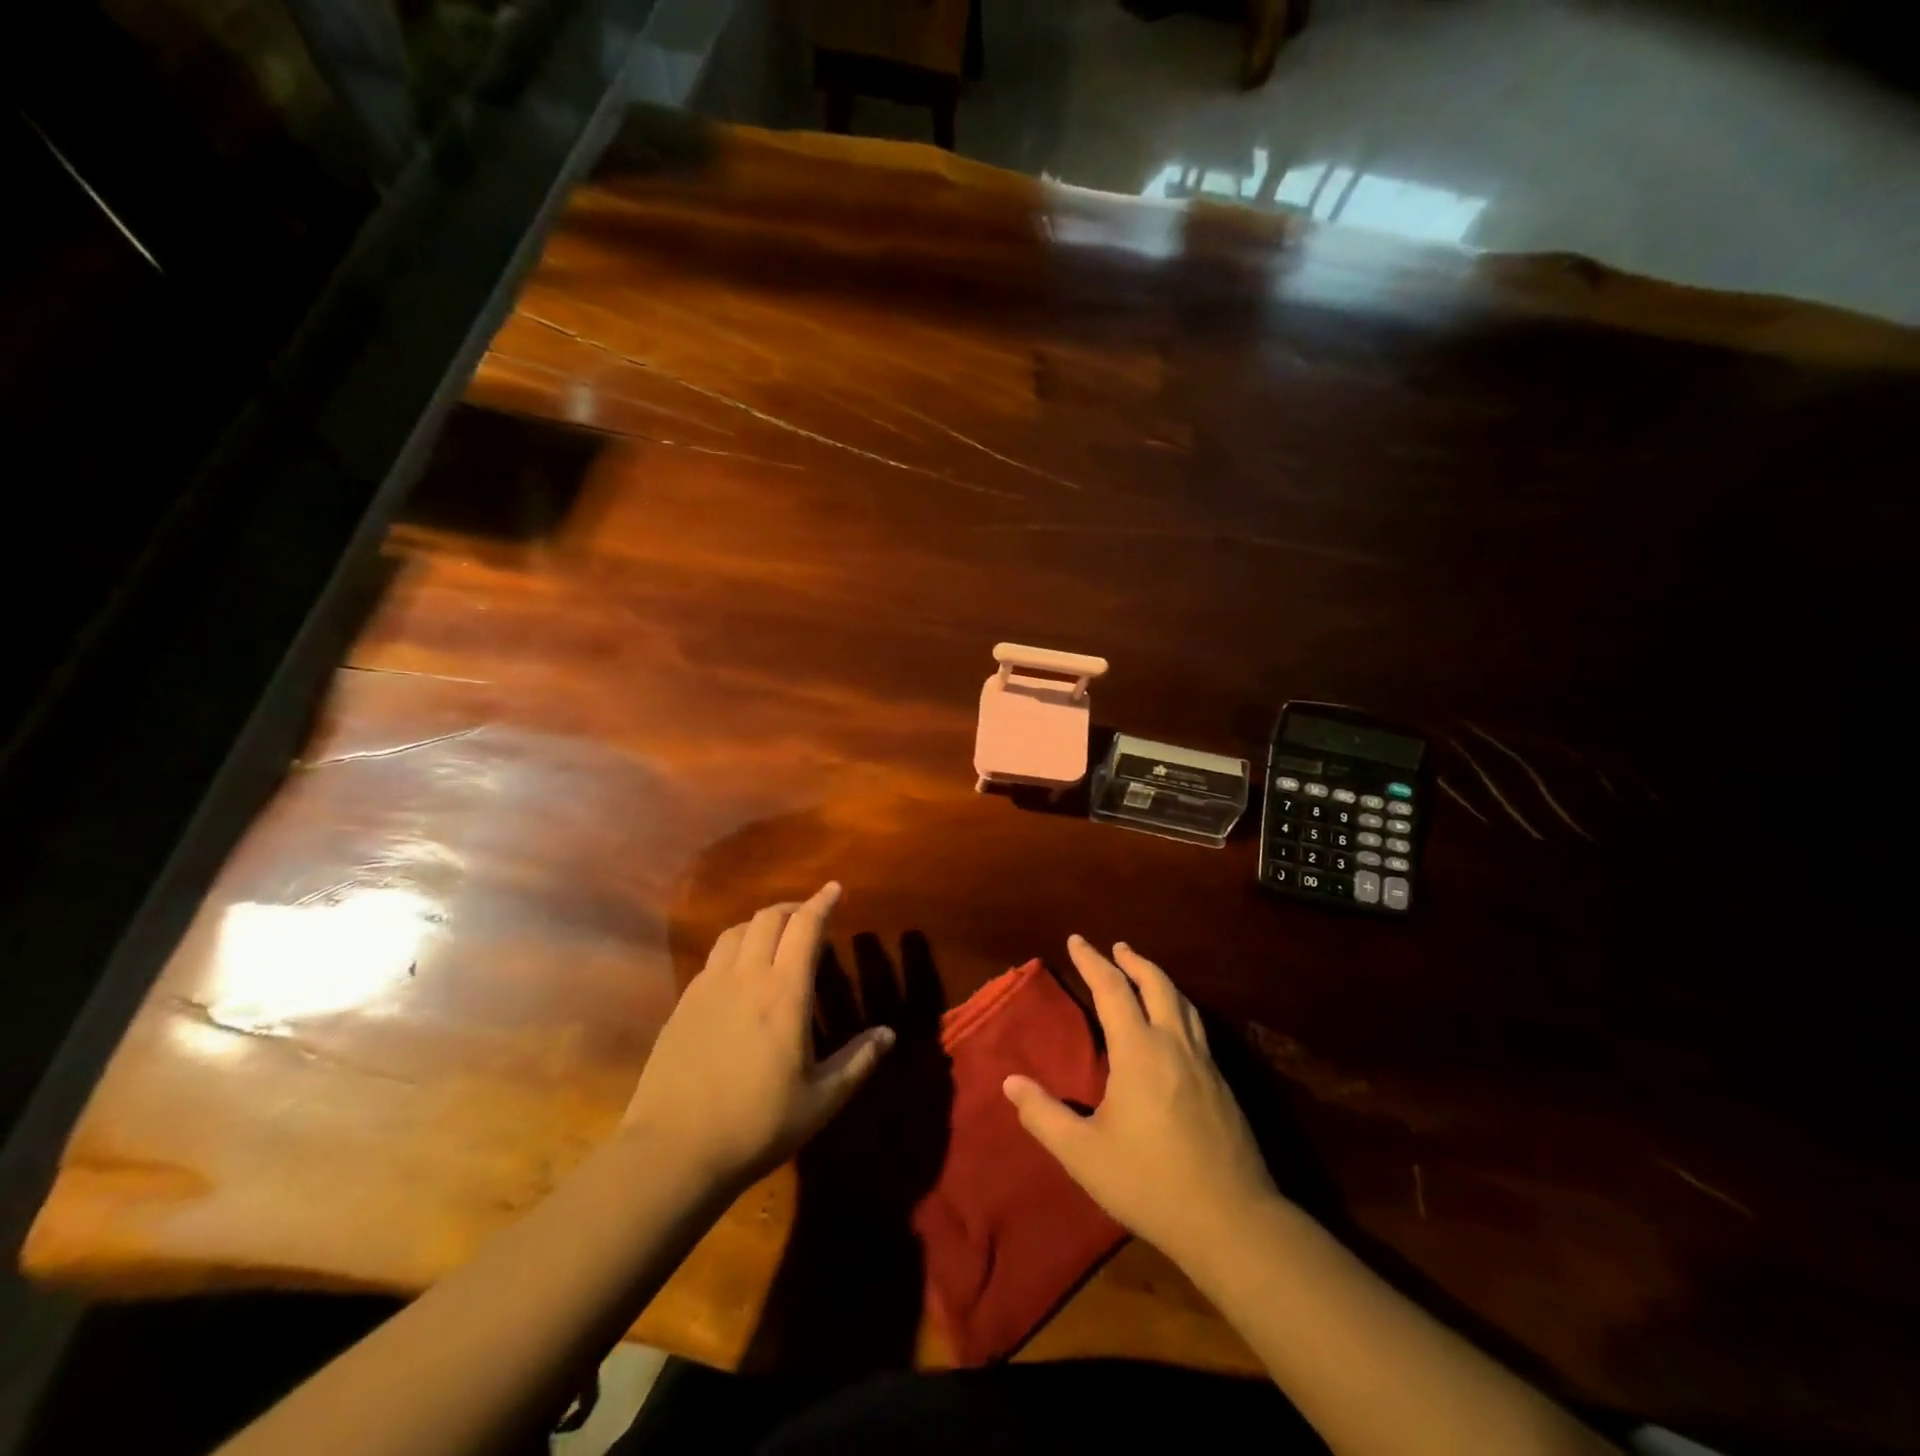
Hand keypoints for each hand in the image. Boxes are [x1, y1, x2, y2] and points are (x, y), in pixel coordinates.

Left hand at [622, 883, 892, 1188]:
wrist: (673, 1150)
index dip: (822, 902)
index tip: (834, 888)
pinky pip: (713, 958)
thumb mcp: (821, 1100)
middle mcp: (746, 977)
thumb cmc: (756, 1124)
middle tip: (809, 917)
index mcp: (784, 992)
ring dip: (760, 924)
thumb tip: (889, 1033)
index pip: (805, 927)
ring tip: (774, 938)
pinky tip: (738, 974)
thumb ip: (858, 1061)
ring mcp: (709, 987)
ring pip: (736, 932)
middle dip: (792, 909)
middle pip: (768, 918)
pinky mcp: (684, 1004)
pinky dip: (734, 948)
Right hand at [1003, 936, 1281, 1270]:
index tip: (1076, 940)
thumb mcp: (1084, 1154)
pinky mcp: (1222, 1085)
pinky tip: (1174, 1027)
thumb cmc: (1150, 1182)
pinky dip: (1178, 1008)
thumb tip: (1011, 1082)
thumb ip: (1044, 1116)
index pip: (1112, 989)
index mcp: (1139, 1050)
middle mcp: (1174, 1044)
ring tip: (1144, 974)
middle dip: (1133, 961)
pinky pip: (1197, 1028)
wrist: (1232, 1221)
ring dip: (1159, 980)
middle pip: (1156, 984)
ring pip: (1183, 1003)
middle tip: (1116, 947)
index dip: (1092, 961)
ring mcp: (1204, 1063)